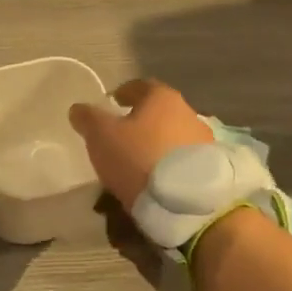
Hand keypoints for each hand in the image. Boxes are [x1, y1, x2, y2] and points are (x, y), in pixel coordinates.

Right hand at [68, 78, 213, 211]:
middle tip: (120, 140)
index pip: (139, 86)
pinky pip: (183, 163)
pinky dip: (169, 169)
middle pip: (158, 113)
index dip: (122, 94)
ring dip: (155, 148)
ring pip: (171, 139)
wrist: (190, 204)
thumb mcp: (101, 136)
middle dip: (139, 125)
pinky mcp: (213, 171)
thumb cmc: (139, 158)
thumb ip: (88, 118)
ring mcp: (204, 142)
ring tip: (136, 169)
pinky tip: (156, 185)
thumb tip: (78, 109)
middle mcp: (188, 113)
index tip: (111, 105)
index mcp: (162, 98)